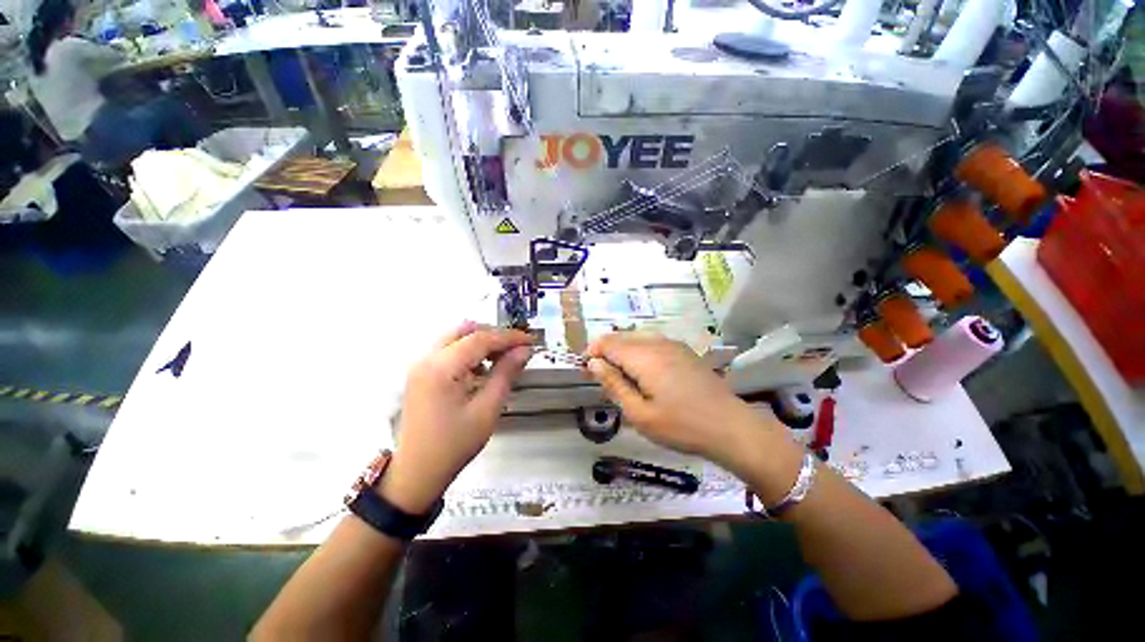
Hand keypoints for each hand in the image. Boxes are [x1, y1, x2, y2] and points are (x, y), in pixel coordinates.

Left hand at [379, 322, 532, 513]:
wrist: (416, 473)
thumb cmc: (454, 445)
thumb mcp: (487, 410)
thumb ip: (505, 374)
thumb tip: (524, 350)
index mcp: (441, 368)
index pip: (480, 339)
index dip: (509, 337)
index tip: (531, 341)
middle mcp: (426, 359)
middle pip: (465, 331)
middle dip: (493, 335)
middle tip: (516, 349)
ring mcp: (420, 365)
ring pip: (455, 337)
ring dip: (481, 342)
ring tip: (502, 358)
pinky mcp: (420, 373)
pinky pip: (448, 350)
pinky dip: (468, 351)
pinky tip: (482, 368)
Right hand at [585, 333, 777, 468]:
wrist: (730, 427)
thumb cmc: (681, 426)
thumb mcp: (640, 413)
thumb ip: (614, 385)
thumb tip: (593, 363)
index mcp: (644, 357)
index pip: (608, 343)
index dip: (592, 352)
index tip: (584, 370)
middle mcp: (657, 343)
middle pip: (621, 337)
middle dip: (605, 351)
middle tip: (598, 375)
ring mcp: (673, 345)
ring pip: (637, 338)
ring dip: (621, 350)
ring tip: (617, 374)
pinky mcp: (684, 351)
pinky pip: (652, 342)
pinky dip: (638, 351)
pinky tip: (641, 370)